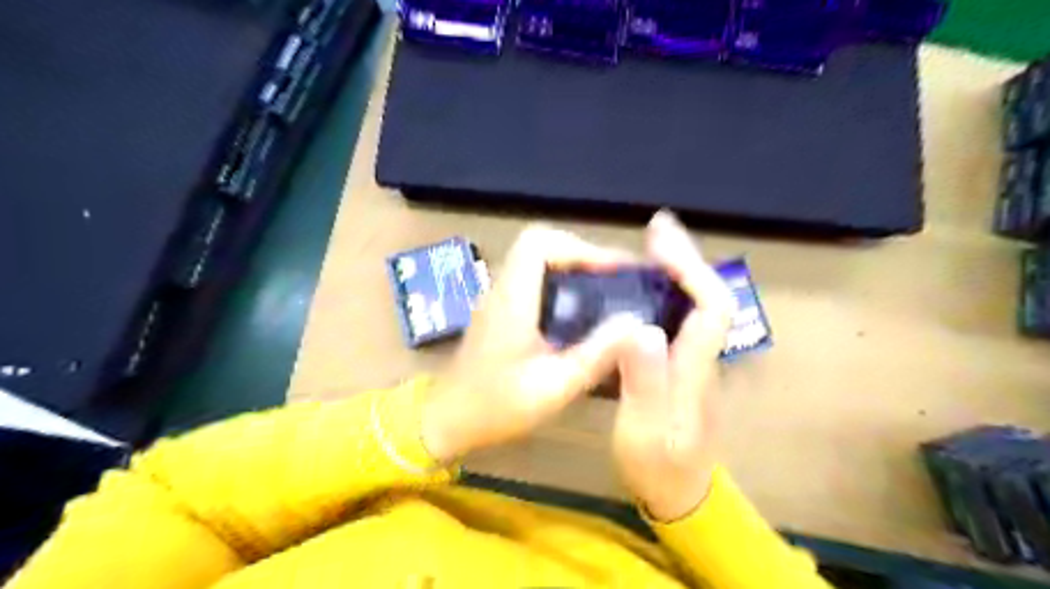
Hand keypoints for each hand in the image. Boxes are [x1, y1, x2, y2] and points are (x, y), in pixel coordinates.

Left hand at [422, 228, 644, 460]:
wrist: (447, 420)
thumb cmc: (496, 406)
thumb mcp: (554, 386)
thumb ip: (596, 354)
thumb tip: (636, 323)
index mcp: (512, 299)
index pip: (538, 243)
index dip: (579, 247)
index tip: (612, 271)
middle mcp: (502, 289)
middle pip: (539, 244)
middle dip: (581, 254)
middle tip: (614, 278)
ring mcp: (498, 298)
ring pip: (535, 260)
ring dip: (571, 266)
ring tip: (605, 290)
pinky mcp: (499, 311)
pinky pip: (531, 279)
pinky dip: (559, 282)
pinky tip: (579, 312)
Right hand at [613, 210, 730, 519]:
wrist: (680, 494)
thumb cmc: (658, 465)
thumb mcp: (641, 431)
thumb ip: (643, 383)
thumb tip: (642, 327)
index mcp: (695, 369)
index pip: (711, 306)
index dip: (691, 268)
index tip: (660, 239)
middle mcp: (703, 357)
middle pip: (709, 296)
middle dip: (685, 257)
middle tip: (655, 228)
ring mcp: (696, 362)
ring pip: (698, 305)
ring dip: (679, 270)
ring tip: (649, 248)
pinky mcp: (684, 367)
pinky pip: (683, 318)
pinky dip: (669, 293)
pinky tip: (646, 287)